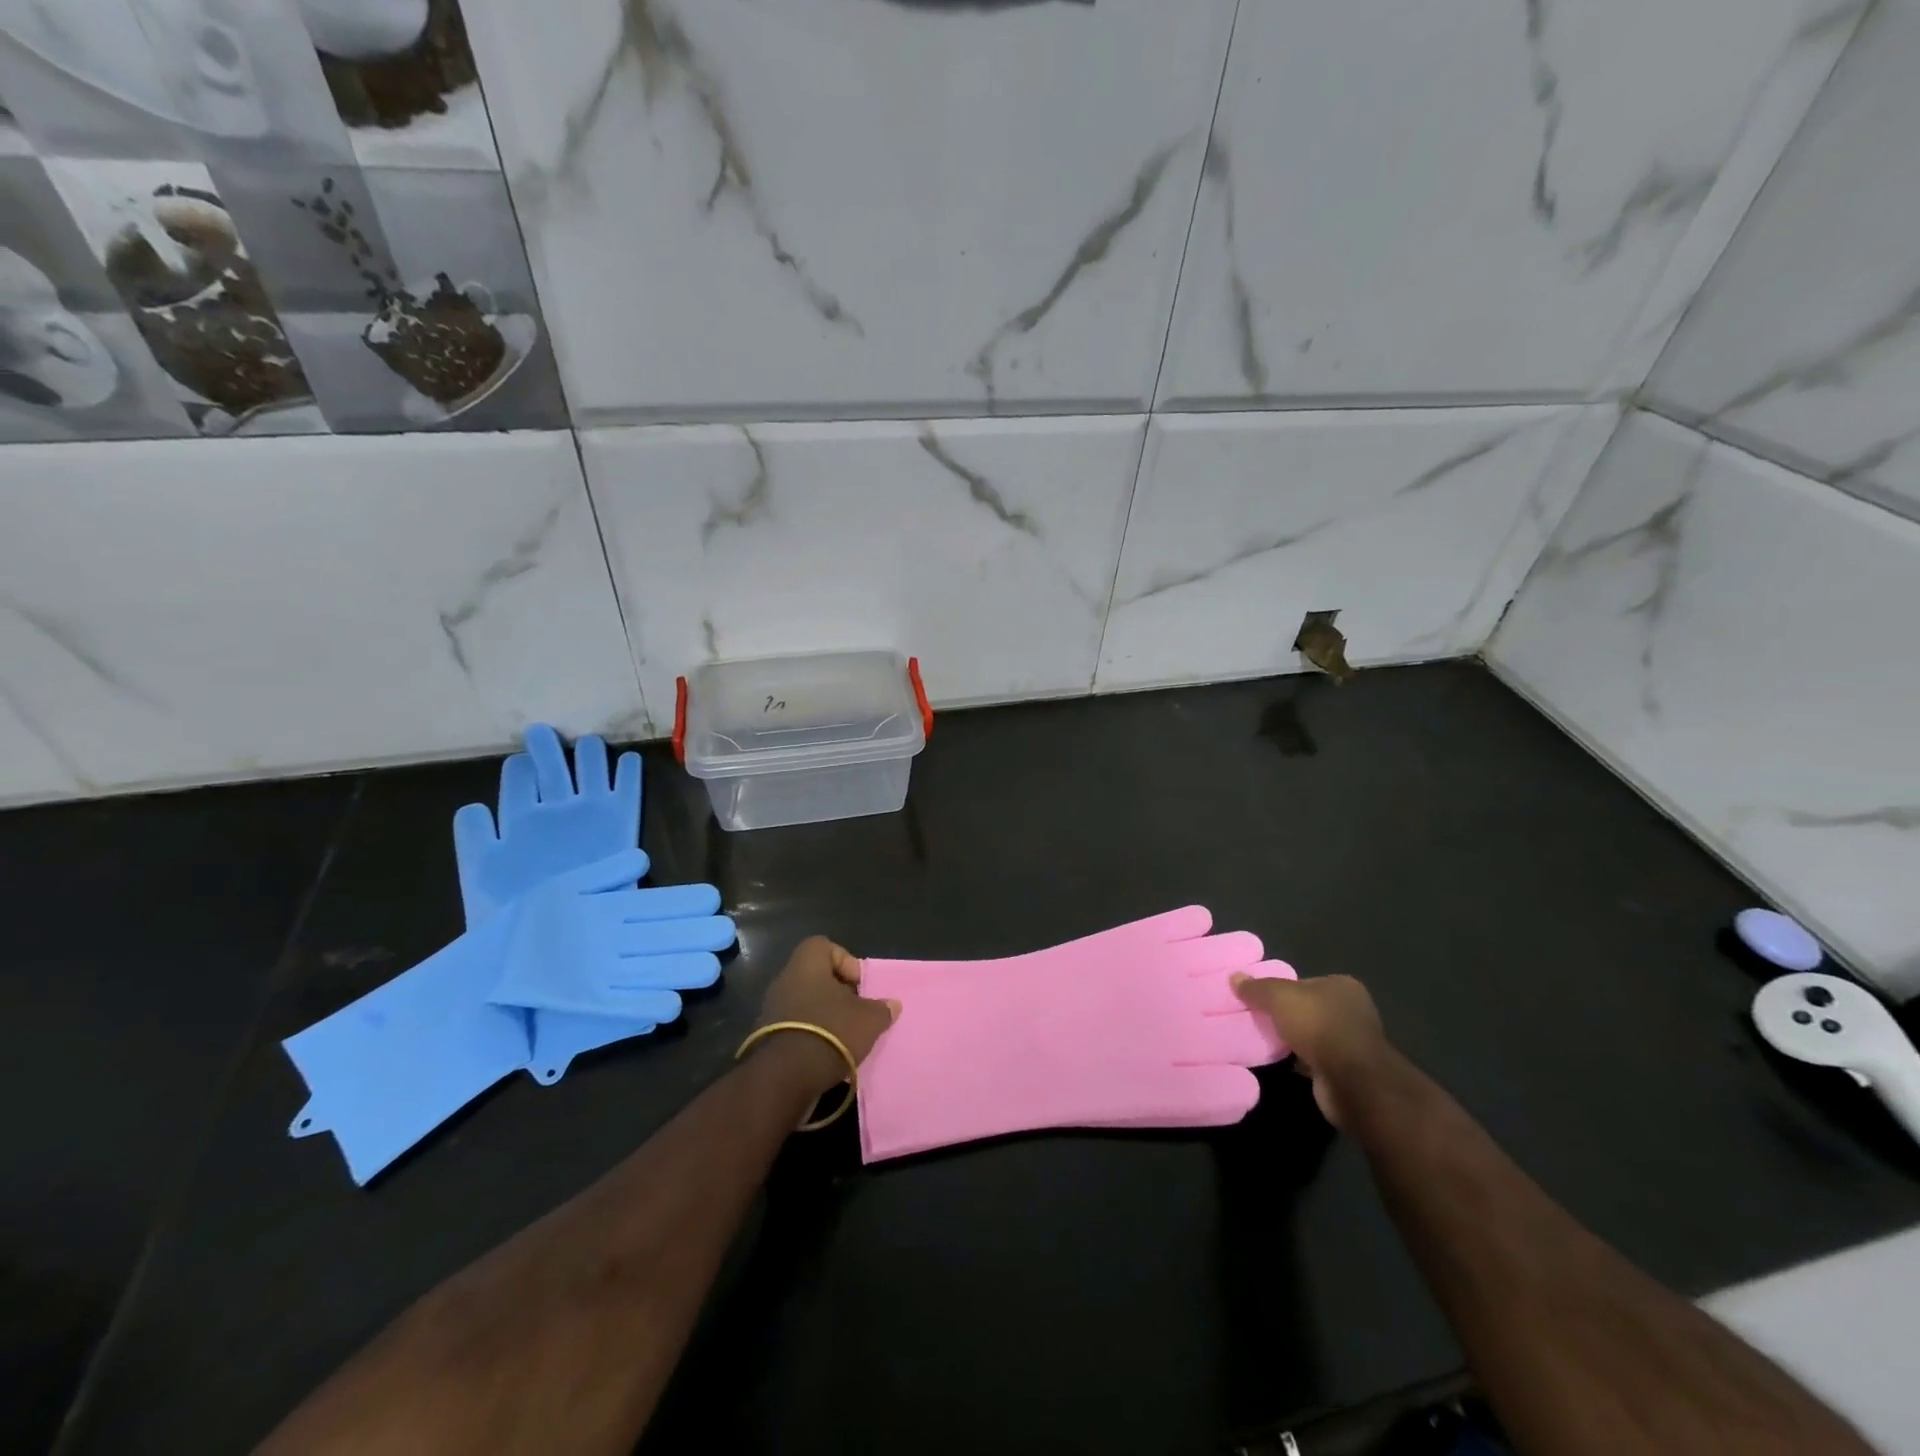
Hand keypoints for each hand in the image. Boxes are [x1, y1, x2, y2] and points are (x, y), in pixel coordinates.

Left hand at [751, 937, 900, 1098]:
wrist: (785, 1077)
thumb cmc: (830, 1031)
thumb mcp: (868, 1020)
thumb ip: (881, 1009)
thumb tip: (892, 1004)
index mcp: (806, 965)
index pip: (823, 946)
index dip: (845, 961)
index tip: (858, 985)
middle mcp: (785, 981)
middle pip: (816, 977)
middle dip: (837, 994)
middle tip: (855, 1012)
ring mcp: (771, 1010)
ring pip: (805, 1004)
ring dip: (824, 1017)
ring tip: (844, 1037)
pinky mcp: (767, 1038)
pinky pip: (795, 1028)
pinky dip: (811, 1037)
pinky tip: (827, 1054)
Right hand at [1231, 972, 1395, 1127]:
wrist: (1351, 1082)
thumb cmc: (1318, 1026)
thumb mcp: (1279, 997)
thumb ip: (1257, 987)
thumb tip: (1234, 977)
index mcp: (1342, 986)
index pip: (1303, 982)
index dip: (1280, 989)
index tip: (1258, 999)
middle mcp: (1352, 1011)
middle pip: (1308, 1008)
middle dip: (1286, 1016)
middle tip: (1256, 1019)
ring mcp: (1352, 1042)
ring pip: (1312, 1035)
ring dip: (1293, 1040)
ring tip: (1264, 1041)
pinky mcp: (1348, 1071)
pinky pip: (1316, 1059)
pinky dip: (1301, 1061)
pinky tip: (1282, 1062)